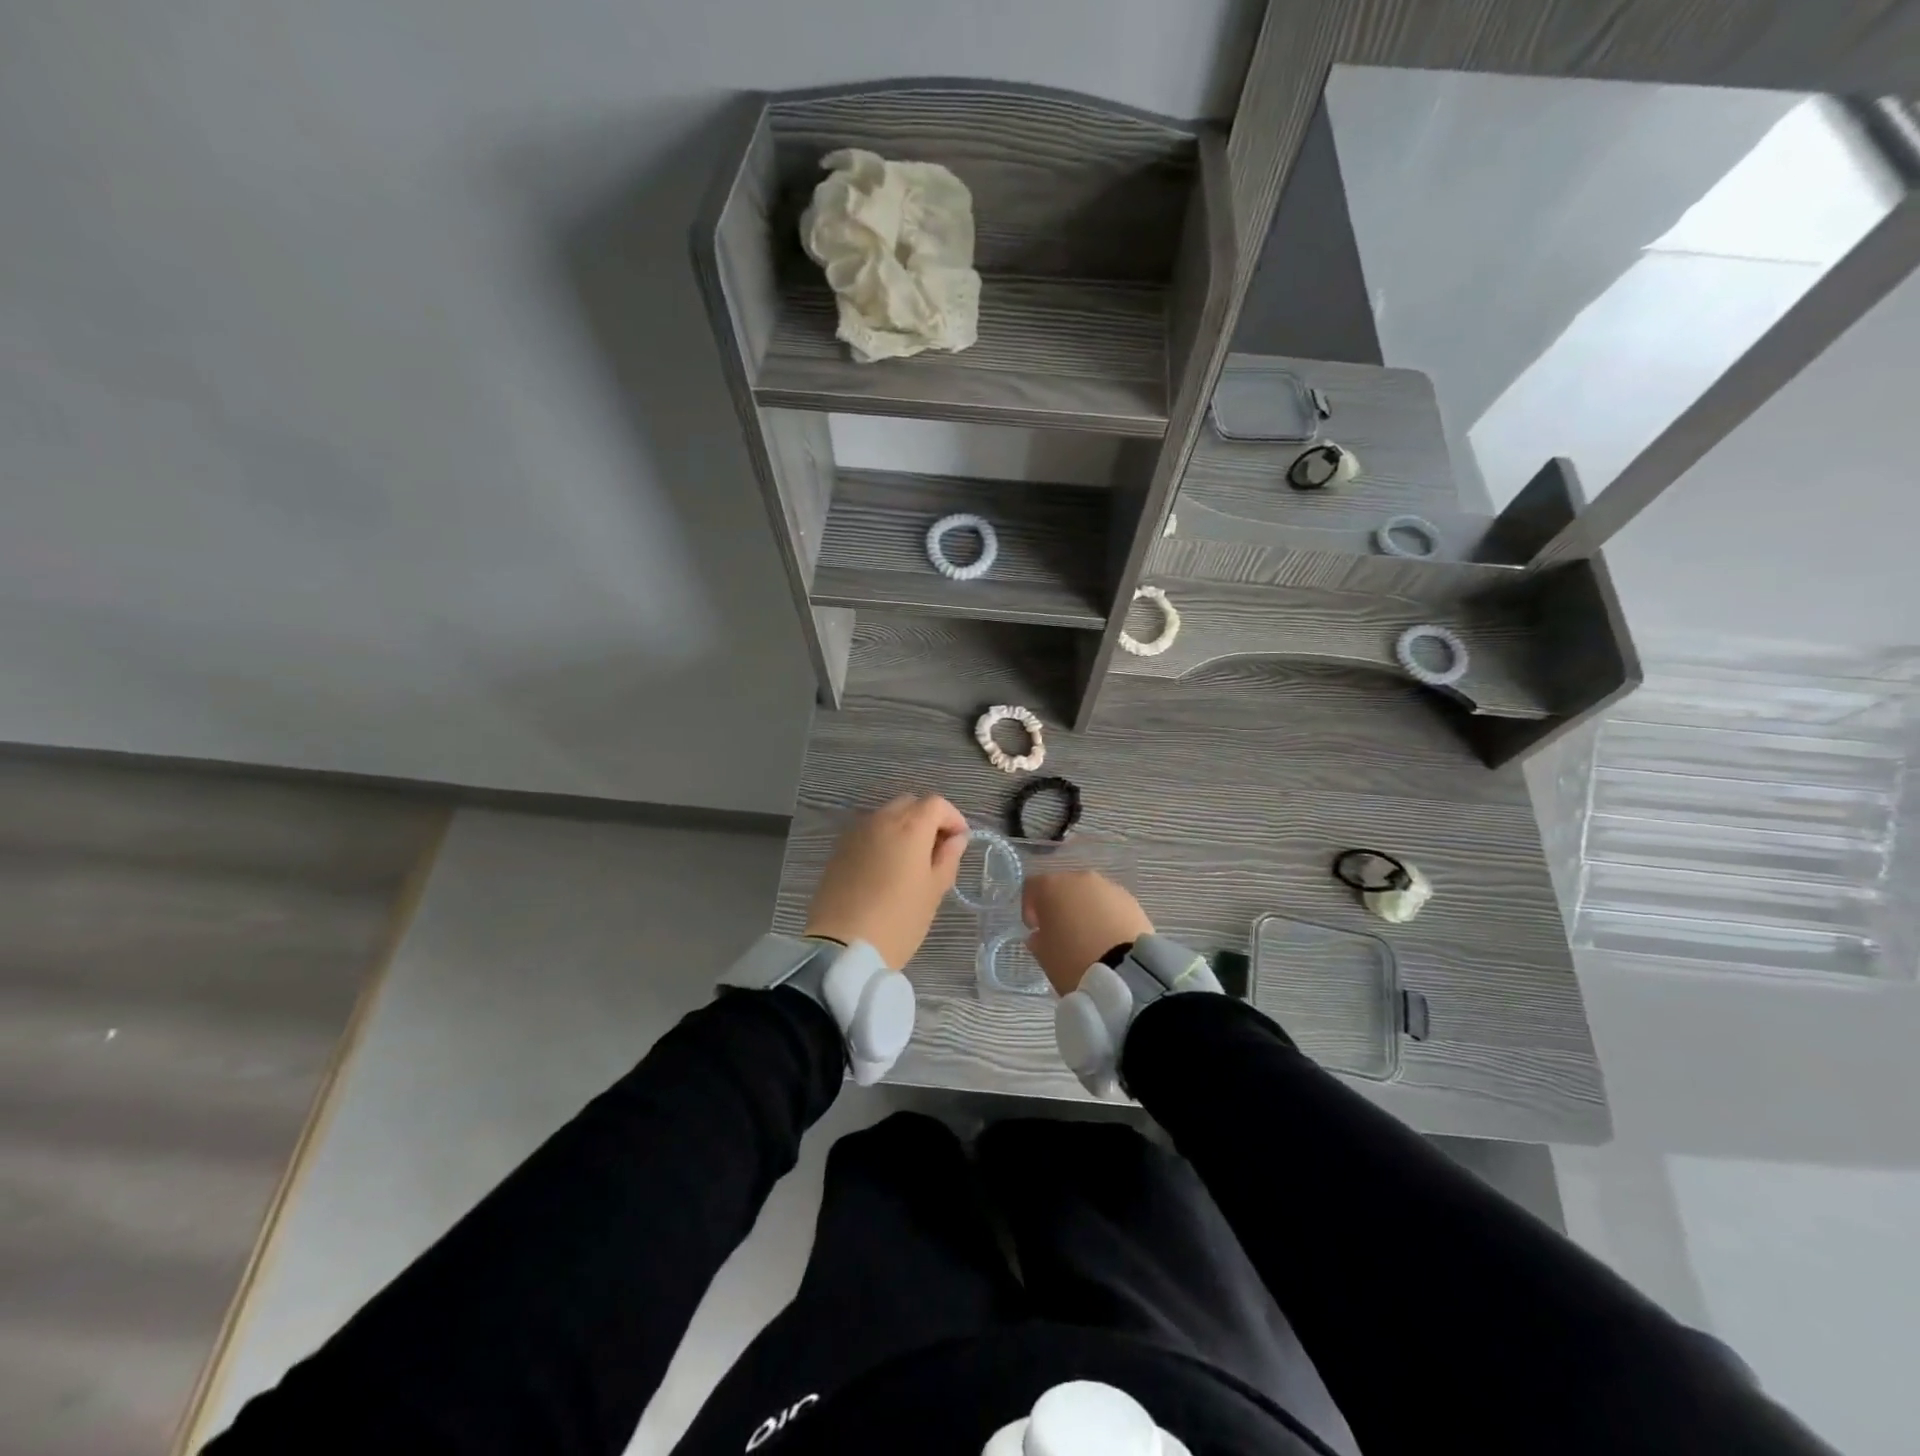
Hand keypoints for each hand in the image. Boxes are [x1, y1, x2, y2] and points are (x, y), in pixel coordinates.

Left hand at [805, 795, 969, 967]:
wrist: (842, 946)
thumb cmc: (898, 920)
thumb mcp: (933, 891)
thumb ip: (948, 858)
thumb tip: (956, 838)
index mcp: (909, 826)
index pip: (936, 804)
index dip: (953, 818)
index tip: (959, 842)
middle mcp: (881, 819)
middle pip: (910, 804)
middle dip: (927, 819)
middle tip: (936, 850)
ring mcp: (856, 832)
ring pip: (886, 816)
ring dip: (903, 828)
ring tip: (911, 861)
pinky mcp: (839, 848)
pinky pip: (868, 832)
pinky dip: (882, 839)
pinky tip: (886, 868)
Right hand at [1022, 871, 1153, 995]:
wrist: (1126, 972)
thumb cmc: (1073, 961)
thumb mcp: (1044, 956)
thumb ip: (1038, 940)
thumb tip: (1040, 935)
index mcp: (1052, 887)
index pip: (1032, 887)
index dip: (1029, 907)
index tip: (1034, 928)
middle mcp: (1080, 879)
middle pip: (1063, 887)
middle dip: (1060, 907)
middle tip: (1062, 933)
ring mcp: (1109, 887)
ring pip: (1090, 894)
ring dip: (1085, 910)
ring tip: (1089, 938)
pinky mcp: (1132, 901)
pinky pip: (1111, 905)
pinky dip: (1107, 917)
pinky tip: (1109, 939)